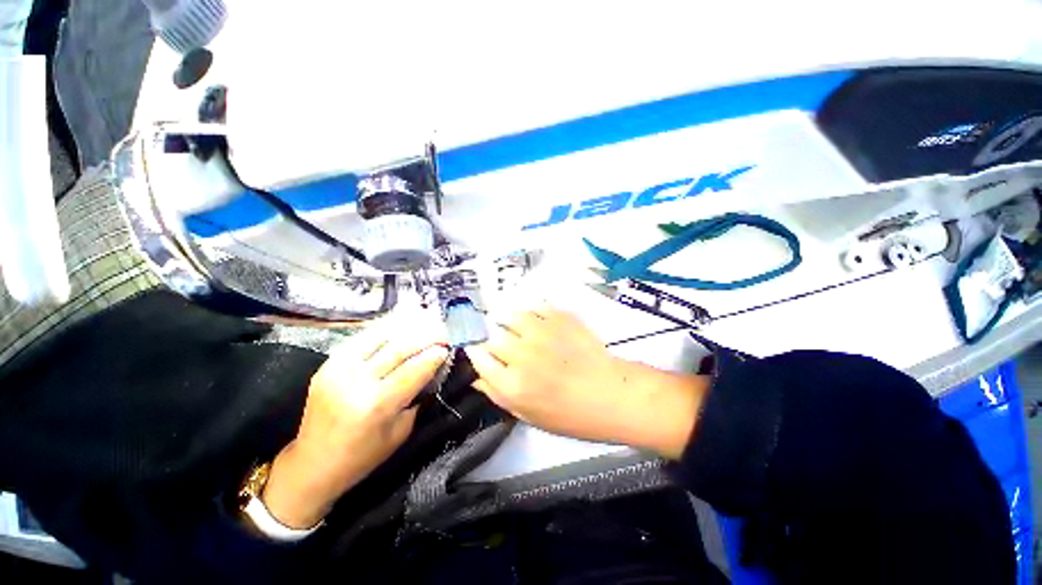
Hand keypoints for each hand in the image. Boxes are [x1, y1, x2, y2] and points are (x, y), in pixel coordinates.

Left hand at [262, 311, 448, 528]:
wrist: (312, 463)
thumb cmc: (363, 456)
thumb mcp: (401, 431)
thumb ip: (417, 396)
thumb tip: (432, 368)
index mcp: (376, 404)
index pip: (414, 369)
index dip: (434, 355)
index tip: (448, 346)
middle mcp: (356, 381)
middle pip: (399, 348)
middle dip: (426, 336)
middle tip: (442, 330)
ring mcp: (338, 369)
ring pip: (380, 336)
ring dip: (407, 326)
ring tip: (425, 319)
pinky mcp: (328, 364)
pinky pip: (362, 338)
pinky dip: (384, 329)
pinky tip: (399, 323)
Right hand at [465, 307, 707, 459]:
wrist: (610, 394)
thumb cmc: (569, 414)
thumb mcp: (528, 415)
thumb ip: (497, 394)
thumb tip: (476, 377)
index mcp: (512, 384)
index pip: (478, 356)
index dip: (477, 353)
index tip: (481, 353)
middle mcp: (522, 354)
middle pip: (492, 336)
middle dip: (493, 340)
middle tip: (504, 346)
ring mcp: (541, 332)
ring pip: (510, 316)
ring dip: (508, 322)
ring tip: (517, 329)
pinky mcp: (560, 318)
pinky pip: (535, 307)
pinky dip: (531, 313)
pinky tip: (538, 323)